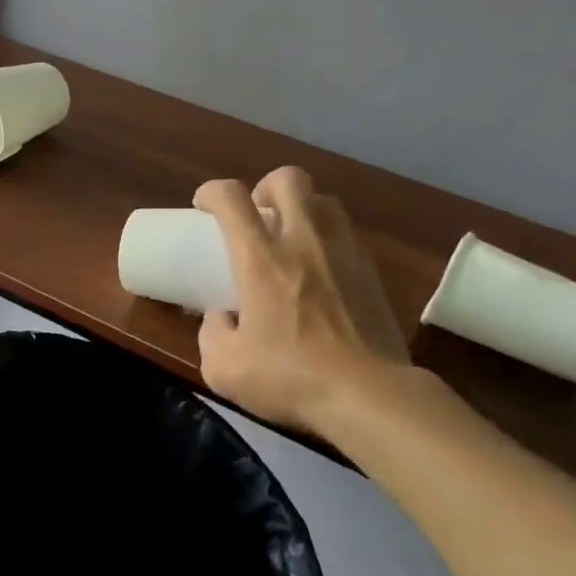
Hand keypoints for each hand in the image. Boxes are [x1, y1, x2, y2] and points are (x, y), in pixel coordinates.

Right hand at [194, 166, 411, 431]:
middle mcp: (304, 242)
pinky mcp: (372, 274)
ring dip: (302, 209)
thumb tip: (220, 318)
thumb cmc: (290, 377)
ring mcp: (344, 253)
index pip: (231, 198)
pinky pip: (347, 236)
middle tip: (256, 216)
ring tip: (292, 239)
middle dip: (265, 187)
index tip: (203, 208)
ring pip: (325, 201)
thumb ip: (212, 334)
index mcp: (261, 259)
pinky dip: (328, 241)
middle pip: (288, 179)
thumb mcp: (224, 368)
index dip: (211, 192)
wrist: (369, 395)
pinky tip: (321, 273)